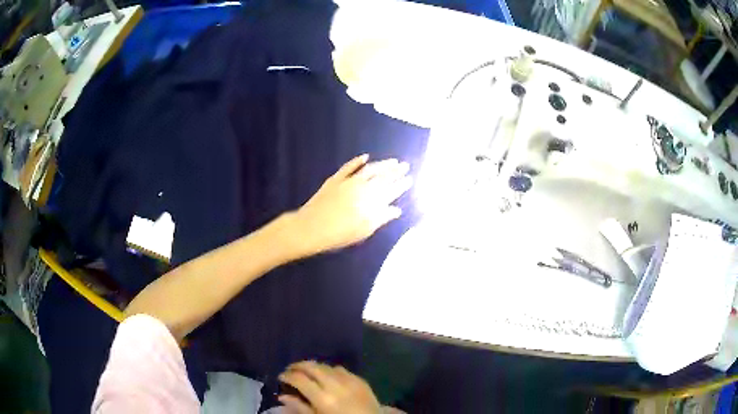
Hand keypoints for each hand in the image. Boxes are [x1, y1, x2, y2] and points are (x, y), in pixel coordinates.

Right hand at [278, 361, 381, 413]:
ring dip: (314, 367)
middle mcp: (335, 385)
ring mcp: (350, 380)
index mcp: (322, 398)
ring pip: (326, 366)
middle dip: (298, 366)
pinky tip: (327, 376)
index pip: (299, 379)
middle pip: (312, 367)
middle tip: (290, 370)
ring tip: (307, 372)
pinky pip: (341, 369)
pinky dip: (330, 370)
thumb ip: (300, 408)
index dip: (287, 376)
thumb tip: (282, 396)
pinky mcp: (361, 380)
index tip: (281, 377)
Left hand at [289, 154, 411, 256]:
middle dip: (395, 171)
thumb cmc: (338, 234)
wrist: (311, 227)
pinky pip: (348, 167)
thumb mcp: (363, 230)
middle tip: (405, 165)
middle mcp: (362, 188)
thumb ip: (381, 218)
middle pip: (382, 177)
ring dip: (382, 164)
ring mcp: (348, 181)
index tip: (410, 179)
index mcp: (371, 202)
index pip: (391, 190)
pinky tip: (365, 156)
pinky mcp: (335, 179)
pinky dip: (357, 161)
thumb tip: (397, 210)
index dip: (401, 185)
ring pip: (369, 169)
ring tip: (393, 161)